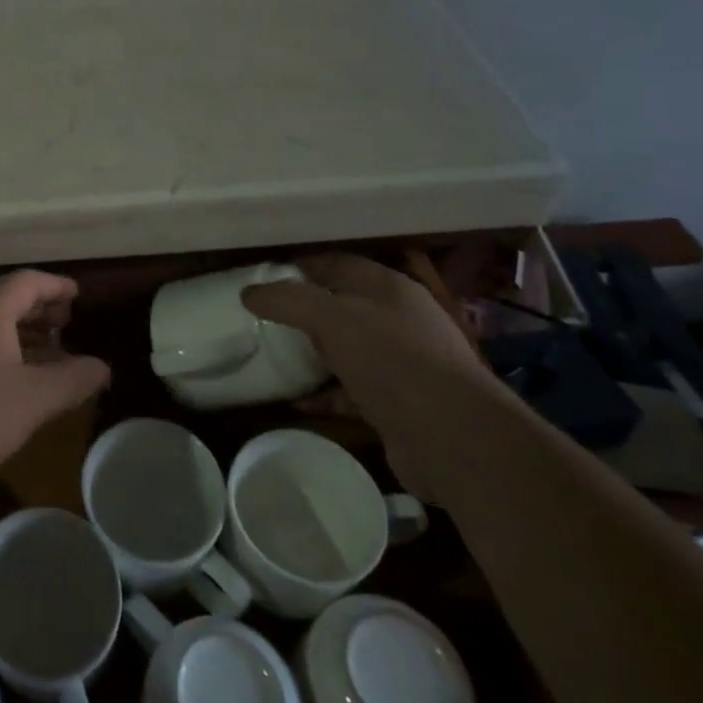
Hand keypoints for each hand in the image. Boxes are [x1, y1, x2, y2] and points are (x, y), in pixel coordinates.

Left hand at [0, 270, 110, 504]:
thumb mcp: (33, 401)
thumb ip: (72, 380)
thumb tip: (102, 366)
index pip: (27, 281)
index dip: (56, 286)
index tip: (77, 295)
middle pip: (3, 297)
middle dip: (37, 307)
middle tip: (64, 322)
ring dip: (14, 329)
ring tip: (40, 350)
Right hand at [243, 253, 498, 498]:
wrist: (453, 439)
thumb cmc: (392, 360)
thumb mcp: (332, 319)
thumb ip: (288, 300)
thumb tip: (249, 292)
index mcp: (389, 288)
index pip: (337, 263)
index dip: (300, 264)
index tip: (262, 274)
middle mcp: (399, 320)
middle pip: (341, 306)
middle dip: (302, 309)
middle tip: (261, 315)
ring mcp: (401, 364)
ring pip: (346, 349)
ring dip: (312, 353)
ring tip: (272, 355)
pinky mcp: (398, 405)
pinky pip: (350, 391)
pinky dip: (324, 394)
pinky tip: (295, 400)